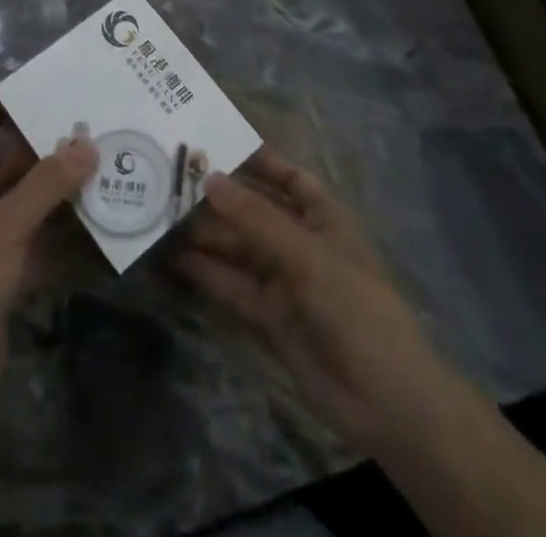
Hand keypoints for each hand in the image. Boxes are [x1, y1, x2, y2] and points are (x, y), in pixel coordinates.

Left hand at [0, 97, 95, 417]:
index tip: (37, 84)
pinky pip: (38, 243)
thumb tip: (86, 144)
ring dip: (58, 191)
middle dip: (43, 148)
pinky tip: (97, 223)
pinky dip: (63, 235)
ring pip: (27, 205)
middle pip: (8, 166)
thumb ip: (46, 184)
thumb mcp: (5, 224)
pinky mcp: (4, 277)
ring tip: (100, 164)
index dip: (1, 105)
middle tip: (86, 124)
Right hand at [177, 148, 440, 456]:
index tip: (213, 141)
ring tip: (160, 214)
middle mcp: (300, 241)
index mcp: (322, 216)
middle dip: (217, 197)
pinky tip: (172, 257)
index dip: (255, 159)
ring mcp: (283, 279)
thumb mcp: (306, 255)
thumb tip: (209, 178)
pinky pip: (231, 284)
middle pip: (253, 210)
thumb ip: (255, 218)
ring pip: (237, 246)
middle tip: (169, 178)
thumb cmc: (355, 307)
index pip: (286, 176)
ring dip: (204, 234)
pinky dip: (205, 271)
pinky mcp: (267, 315)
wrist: (385, 402)